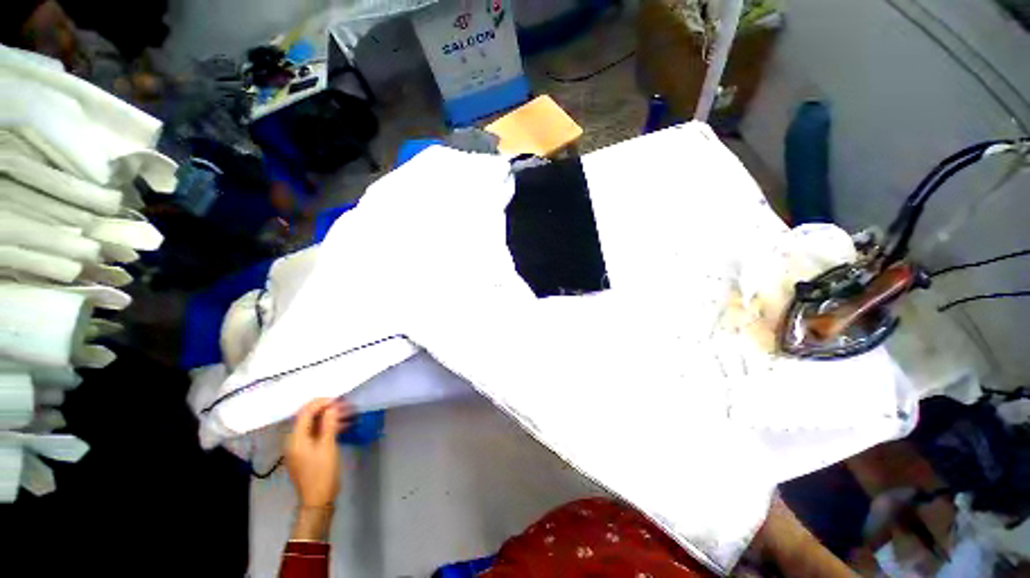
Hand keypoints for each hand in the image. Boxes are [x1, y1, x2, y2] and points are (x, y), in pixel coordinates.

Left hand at [285, 398, 351, 507]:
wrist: (317, 500)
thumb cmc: (322, 473)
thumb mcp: (328, 446)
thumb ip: (329, 425)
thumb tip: (331, 407)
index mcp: (295, 439)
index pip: (305, 413)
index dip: (321, 403)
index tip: (338, 399)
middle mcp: (293, 441)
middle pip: (308, 418)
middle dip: (326, 409)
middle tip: (345, 405)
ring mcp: (299, 448)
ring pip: (313, 426)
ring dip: (329, 418)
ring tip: (347, 414)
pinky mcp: (305, 453)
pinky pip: (315, 434)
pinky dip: (327, 428)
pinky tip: (342, 427)